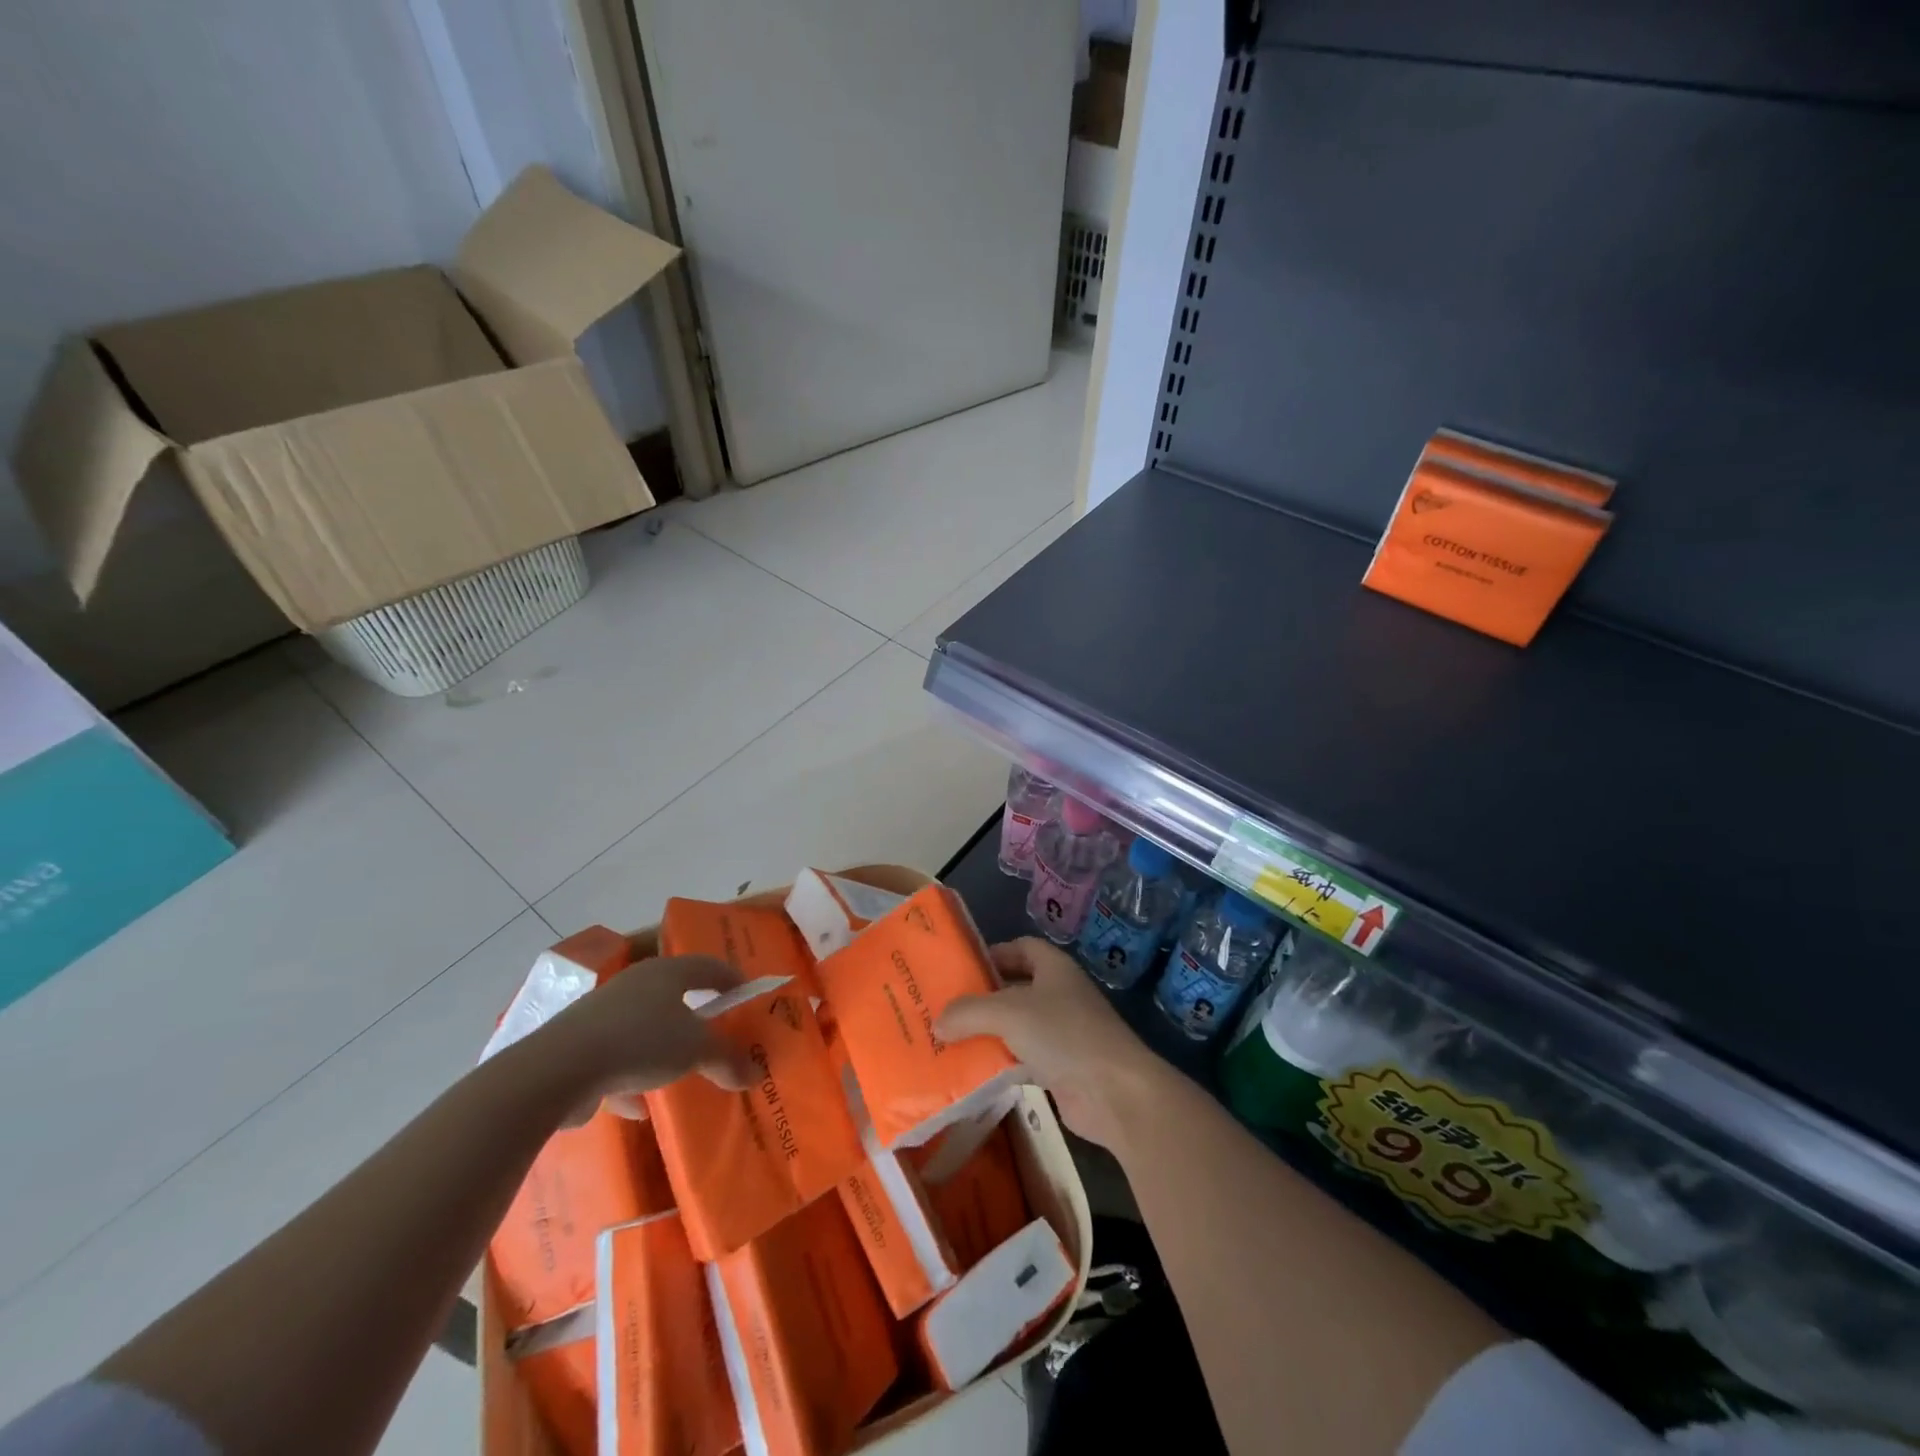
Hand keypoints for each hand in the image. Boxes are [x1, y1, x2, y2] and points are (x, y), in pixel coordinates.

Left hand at [533, 955, 754, 1121]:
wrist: (556, 1070)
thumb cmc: (639, 1042)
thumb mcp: (695, 1050)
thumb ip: (727, 1059)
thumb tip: (755, 1073)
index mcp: (666, 972)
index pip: (709, 965)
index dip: (732, 979)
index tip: (748, 996)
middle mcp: (634, 984)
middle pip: (674, 993)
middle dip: (695, 1014)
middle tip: (716, 1032)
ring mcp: (602, 1014)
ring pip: (643, 1026)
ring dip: (660, 1047)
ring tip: (678, 1072)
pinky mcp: (577, 1046)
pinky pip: (615, 1058)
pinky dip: (629, 1079)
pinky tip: (636, 1107)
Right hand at [936, 937, 1161, 1148]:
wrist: (1114, 1092)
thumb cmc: (1064, 1034)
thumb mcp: (1008, 1012)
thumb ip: (969, 1012)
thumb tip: (938, 1022)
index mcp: (1054, 968)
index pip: (1021, 948)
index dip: (993, 953)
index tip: (961, 969)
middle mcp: (1059, 995)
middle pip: (1015, 989)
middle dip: (983, 998)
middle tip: (945, 1008)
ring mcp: (1062, 1033)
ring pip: (1017, 1027)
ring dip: (988, 1034)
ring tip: (948, 1041)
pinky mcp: (1061, 1069)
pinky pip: (1022, 1060)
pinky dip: (1000, 1064)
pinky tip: (972, 1073)